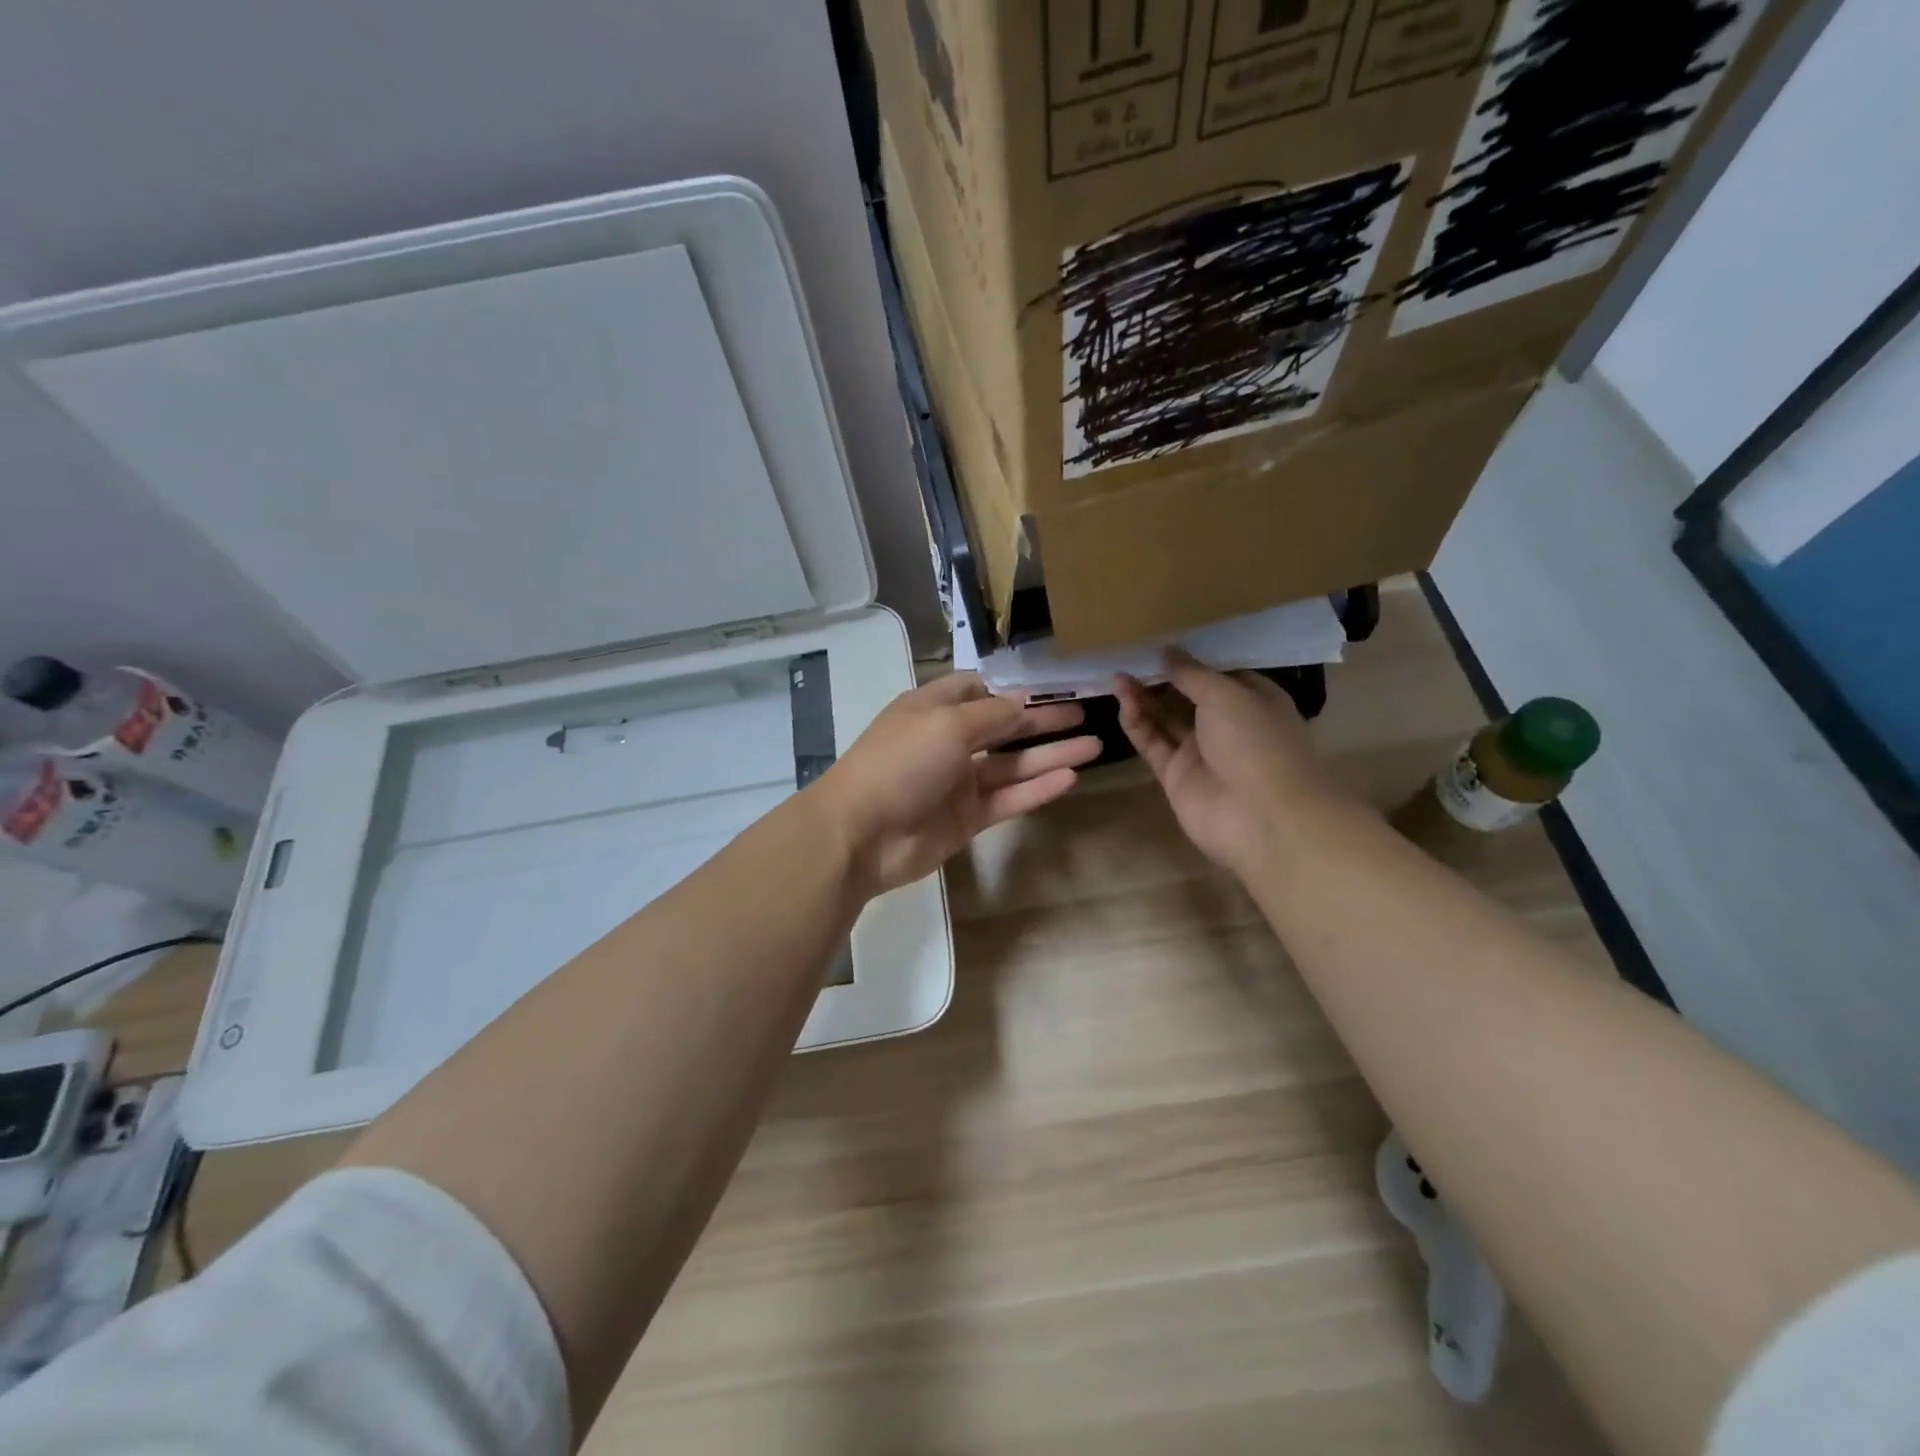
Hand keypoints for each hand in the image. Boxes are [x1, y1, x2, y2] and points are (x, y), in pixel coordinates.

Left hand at [817, 673, 1102, 895]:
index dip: (1010, 687)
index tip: (1050, 684)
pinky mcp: (968, 818)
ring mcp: (959, 782)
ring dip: (1051, 754)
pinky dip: (1038, 789)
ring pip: (1013, 764)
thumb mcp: (947, 724)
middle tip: (1086, 713)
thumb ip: (993, 715)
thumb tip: (1024, 702)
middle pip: (1003, 727)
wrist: (862, 834)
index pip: (976, 689)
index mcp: (933, 709)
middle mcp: (947, 742)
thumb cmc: (901, 763)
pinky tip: (1071, 777)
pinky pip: (1009, 798)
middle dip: (1042, 720)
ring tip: (1095, 744)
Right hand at [1115, 650, 1345, 877]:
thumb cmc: (1256, 742)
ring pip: (1165, 719)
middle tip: (1129, 657)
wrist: (1262, 817)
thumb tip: (1168, 651)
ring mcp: (1200, 752)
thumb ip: (1192, 673)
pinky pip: (1152, 743)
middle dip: (1160, 677)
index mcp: (1253, 700)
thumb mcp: (1227, 694)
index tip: (1160, 640)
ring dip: (1143, 698)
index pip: (1217, 673)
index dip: (1190, 658)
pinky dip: (1137, 723)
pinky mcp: (1175, 775)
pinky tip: (1123, 702)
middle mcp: (1227, 724)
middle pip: (1186, 696)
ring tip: (1118, 676)